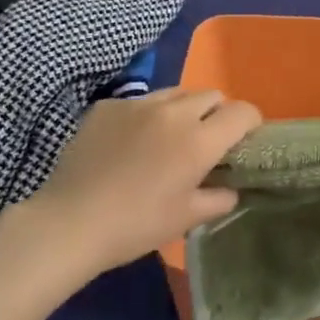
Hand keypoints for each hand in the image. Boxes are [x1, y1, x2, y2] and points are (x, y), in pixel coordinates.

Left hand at [26, 89, 260, 274]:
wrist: (69, 222)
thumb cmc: (135, 225)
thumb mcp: (185, 219)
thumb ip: (218, 199)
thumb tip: (230, 188)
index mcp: (199, 140)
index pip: (242, 112)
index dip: (250, 122)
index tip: (244, 139)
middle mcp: (174, 112)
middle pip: (211, 95)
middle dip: (217, 113)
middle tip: (206, 141)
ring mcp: (137, 104)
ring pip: (176, 93)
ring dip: (184, 110)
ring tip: (169, 137)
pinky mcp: (108, 106)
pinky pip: (140, 101)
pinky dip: (146, 116)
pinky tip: (130, 143)